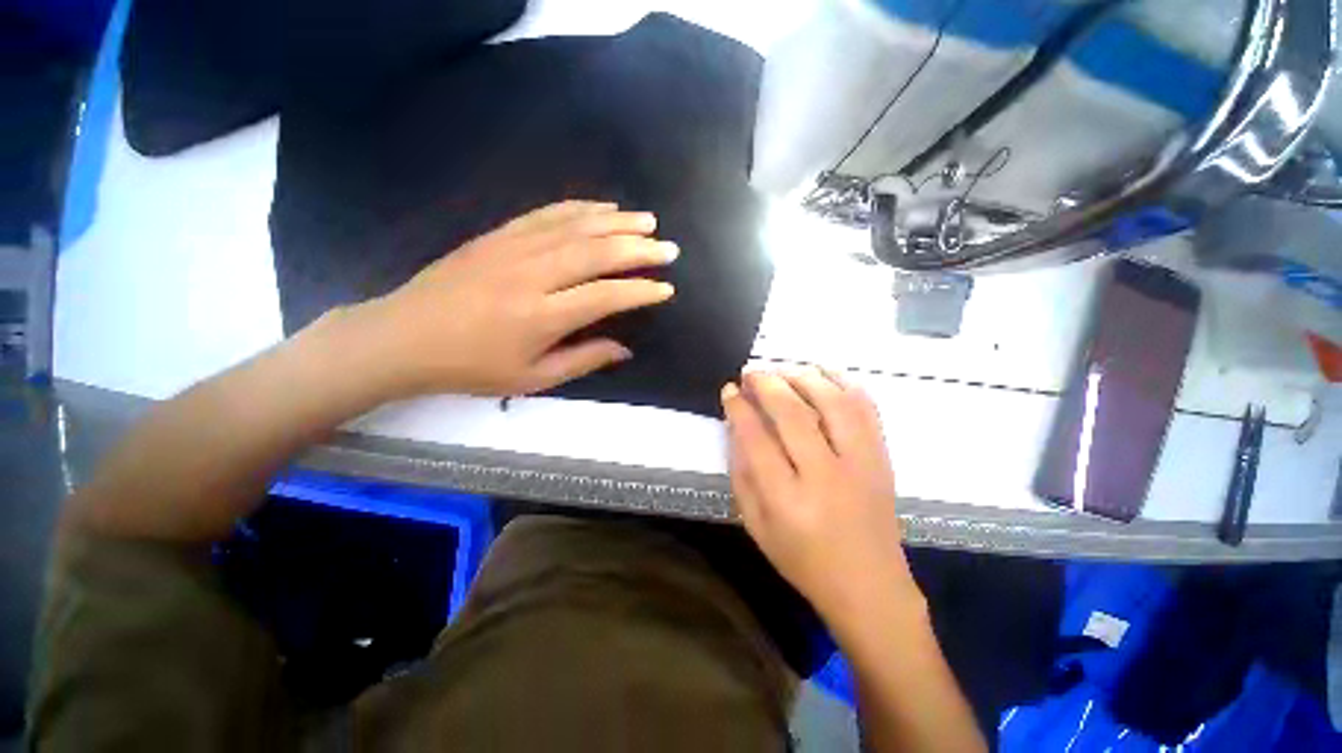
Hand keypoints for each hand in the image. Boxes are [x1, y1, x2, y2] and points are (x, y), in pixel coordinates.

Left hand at [347, 201, 677, 398]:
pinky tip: (602, 207)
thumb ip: (582, 361)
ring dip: (616, 221)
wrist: (403, 337)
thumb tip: (623, 349)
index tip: (666, 289)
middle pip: (596, 253)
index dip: (640, 292)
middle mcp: (533, 275)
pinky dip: (579, 208)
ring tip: (647, 220)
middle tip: (668, 247)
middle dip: (638, 249)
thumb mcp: (531, 379)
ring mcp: (513, 248)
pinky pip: (546, 214)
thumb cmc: (471, 367)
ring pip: (576, 227)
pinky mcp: (498, 235)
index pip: (605, 297)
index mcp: (542, 317)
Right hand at [721, 368, 922, 630]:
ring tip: (782, 370)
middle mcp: (826, 476)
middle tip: (751, 372)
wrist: (870, 586)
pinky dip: (843, 383)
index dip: (740, 408)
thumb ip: (742, 473)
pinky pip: (866, 408)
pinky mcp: (882, 458)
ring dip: (803, 377)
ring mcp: (861, 464)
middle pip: (793, 413)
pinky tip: (822, 374)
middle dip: (767, 384)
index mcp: (788, 501)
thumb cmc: (803, 560)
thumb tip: (736, 425)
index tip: (730, 389)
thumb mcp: (756, 525)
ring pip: (832, 402)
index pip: (757, 439)